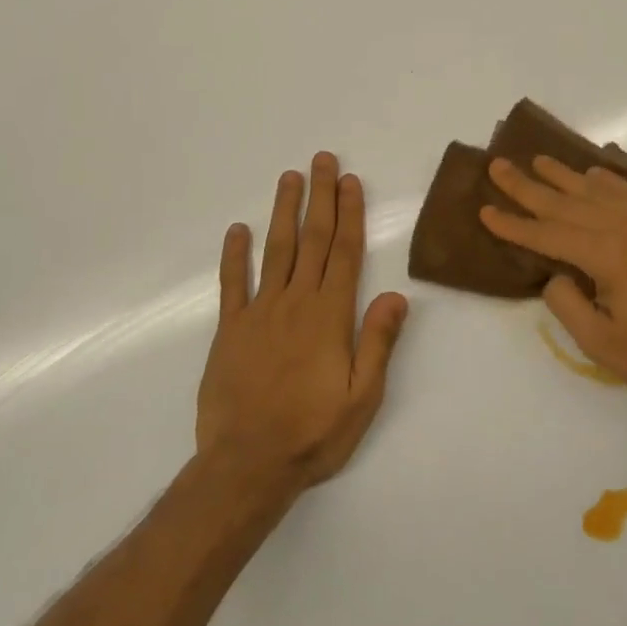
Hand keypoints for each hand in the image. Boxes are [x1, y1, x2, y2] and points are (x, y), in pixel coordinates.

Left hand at [195, 153, 409, 509]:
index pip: (345, 253)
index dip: (349, 214)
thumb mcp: (363, 397)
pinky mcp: (230, 330)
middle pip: (312, 240)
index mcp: (330, 316)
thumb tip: (396, 294)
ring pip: (275, 250)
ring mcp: (259, 313)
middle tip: (322, 160)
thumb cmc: (313, 432)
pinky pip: (232, 284)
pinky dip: (234, 255)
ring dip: (283, 212)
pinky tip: (237, 230)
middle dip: (319, 197)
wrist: (247, 465)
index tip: (349, 181)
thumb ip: (378, 342)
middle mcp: (296, 303)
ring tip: (289, 178)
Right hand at [479, 155, 626, 399]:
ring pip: (598, 190)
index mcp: (607, 256)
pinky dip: (609, 180)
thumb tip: (556, 275)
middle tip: (498, 166)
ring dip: (564, 175)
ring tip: (538, 160)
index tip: (485, 210)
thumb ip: (568, 305)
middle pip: (567, 203)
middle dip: (528, 186)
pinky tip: (593, 174)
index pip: (548, 234)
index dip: (514, 225)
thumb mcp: (601, 344)